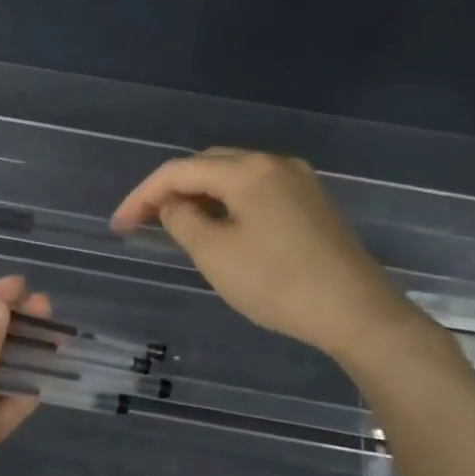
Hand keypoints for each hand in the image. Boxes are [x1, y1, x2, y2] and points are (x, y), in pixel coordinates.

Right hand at [111, 149, 421, 360]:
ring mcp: (299, 181)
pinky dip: (227, 203)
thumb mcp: (215, 255)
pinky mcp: (312, 203)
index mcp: (248, 171)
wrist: (356, 312)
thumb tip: (173, 204)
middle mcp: (274, 163)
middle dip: (170, 189)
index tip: (119, 225)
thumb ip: (183, 221)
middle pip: (208, 164)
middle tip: (142, 222)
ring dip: (199, 195)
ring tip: (175, 225)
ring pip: (234, 177)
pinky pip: (256, 191)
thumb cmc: (278, 284)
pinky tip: (219, 228)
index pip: (179, 170)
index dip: (142, 195)